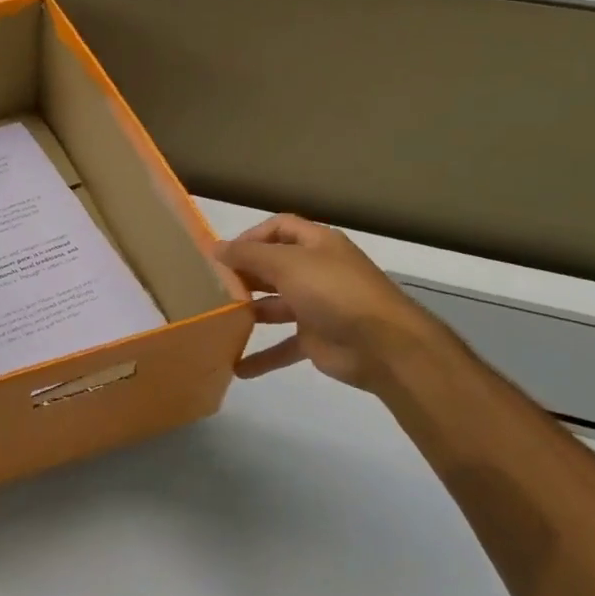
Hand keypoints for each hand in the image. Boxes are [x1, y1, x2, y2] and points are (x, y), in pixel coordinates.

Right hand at [217, 215, 442, 389]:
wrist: (383, 345)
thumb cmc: (333, 292)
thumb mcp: (287, 264)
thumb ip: (248, 255)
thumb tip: (215, 247)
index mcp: (316, 245)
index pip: (279, 228)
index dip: (250, 236)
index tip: (223, 255)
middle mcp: (316, 271)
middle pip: (273, 266)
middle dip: (244, 275)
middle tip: (211, 287)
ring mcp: (316, 306)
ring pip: (274, 305)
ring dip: (248, 313)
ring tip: (217, 320)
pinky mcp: (315, 338)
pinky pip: (282, 346)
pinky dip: (262, 356)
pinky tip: (237, 367)